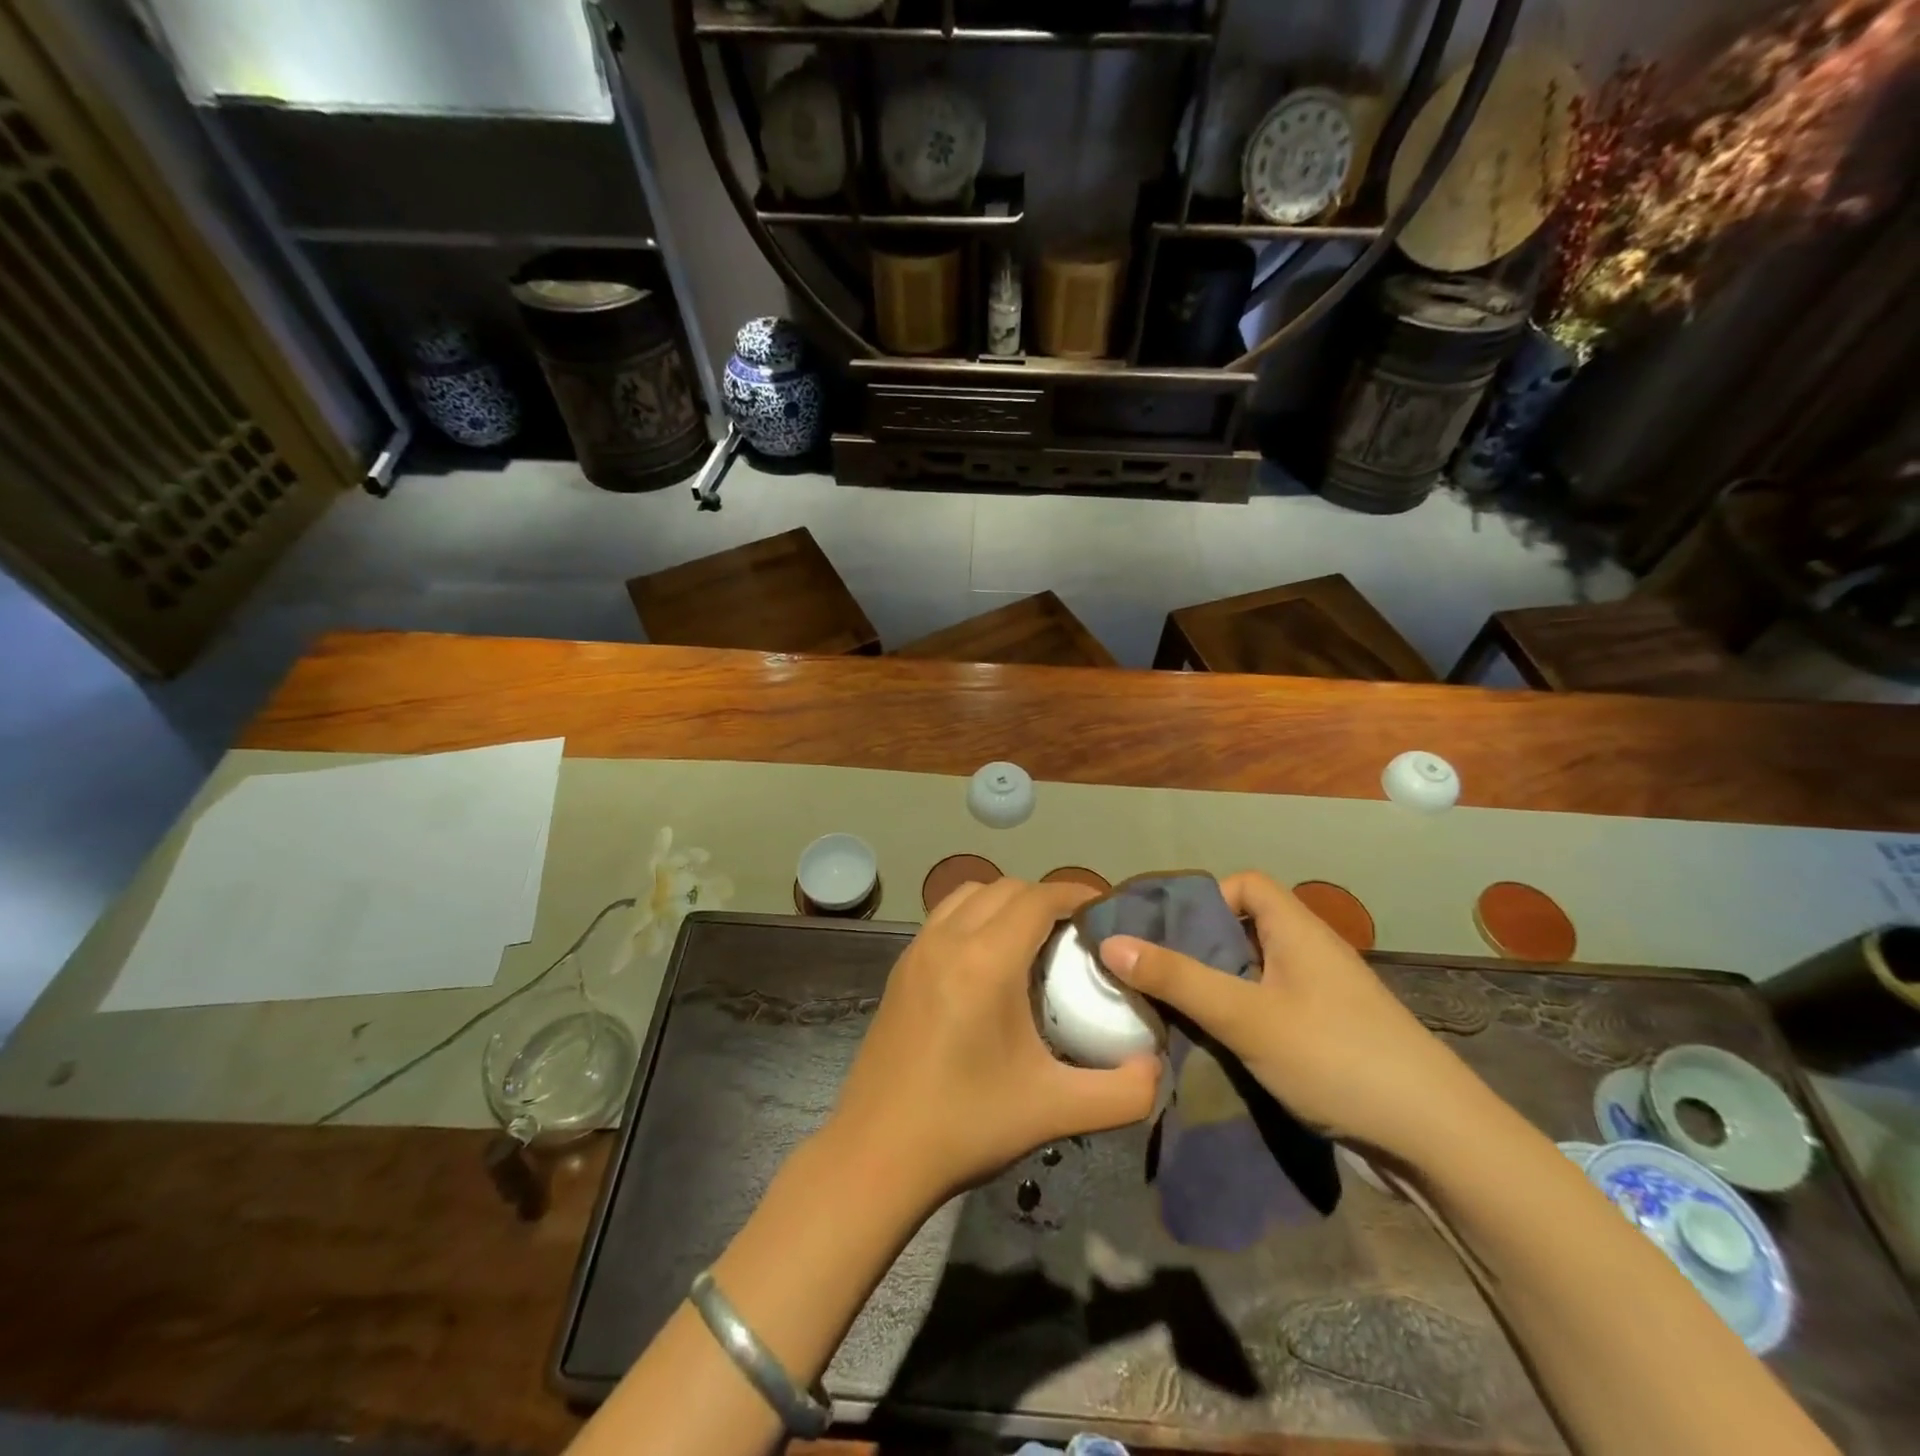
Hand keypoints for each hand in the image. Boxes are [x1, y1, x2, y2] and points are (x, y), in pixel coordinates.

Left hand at [830, 878, 1160, 1206]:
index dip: (1075, 894)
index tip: (1104, 911)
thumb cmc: (966, 1125)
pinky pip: (944, 917)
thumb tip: (1157, 1067)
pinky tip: (988, 962)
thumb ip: (1122, 1092)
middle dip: (1044, 897)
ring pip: (968, 894)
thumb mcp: (1056, 1111)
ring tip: (1033, 940)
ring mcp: (916, 951)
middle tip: (1076, 933)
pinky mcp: (899, 969)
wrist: (876, 1155)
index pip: (1037, 898)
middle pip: (1004, 888)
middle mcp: (947, 940)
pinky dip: (974, 916)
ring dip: (1005, 901)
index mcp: (985, 962)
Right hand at [1098, 871, 1486, 1160]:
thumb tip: (1110, 942)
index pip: (1246, 884)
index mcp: (1298, 930)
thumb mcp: (1246, 1016)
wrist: (1439, 1142)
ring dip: (1216, 987)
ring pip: (1256, 974)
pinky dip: (1240, 1018)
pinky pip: (1272, 1009)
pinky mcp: (1330, 1038)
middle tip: (1153, 972)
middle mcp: (1312, 954)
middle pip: (1246, 929)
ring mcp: (1324, 999)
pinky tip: (1216, 1046)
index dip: (1205, 897)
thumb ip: (1178, 979)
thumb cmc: (1336, 1058)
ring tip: (1173, 1010)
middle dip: (1198, 947)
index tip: (1165, 929)